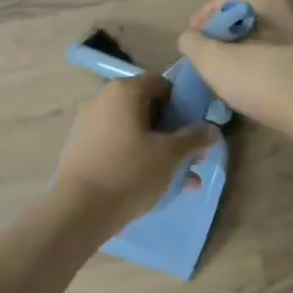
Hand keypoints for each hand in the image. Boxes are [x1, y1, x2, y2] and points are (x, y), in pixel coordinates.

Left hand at [55, 73, 220, 226]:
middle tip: (190, 155)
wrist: (79, 210)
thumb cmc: (130, 172)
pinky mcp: (81, 147)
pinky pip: (117, 144)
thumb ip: (194, 138)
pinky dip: (136, 156)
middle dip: (172, 130)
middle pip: (147, 107)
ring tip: (180, 177)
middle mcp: (103, 99)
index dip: (182, 103)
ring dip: (157, 147)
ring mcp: (88, 123)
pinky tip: (153, 183)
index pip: (161, 83)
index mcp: (125, 91)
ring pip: (133, 129)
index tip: (194, 127)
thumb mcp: (170, 155)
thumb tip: (213, 130)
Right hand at [176, 0, 292, 148]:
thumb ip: (193, 44)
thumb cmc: (268, 82)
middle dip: (226, 33)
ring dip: (248, 44)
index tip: (192, 49)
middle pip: (245, 12)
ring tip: (233, 71)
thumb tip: (190, 37)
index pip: (219, 2)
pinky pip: (285, 43)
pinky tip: (263, 78)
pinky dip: (269, 54)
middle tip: (211, 60)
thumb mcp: (214, 64)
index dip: (200, 25)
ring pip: (267, 27)